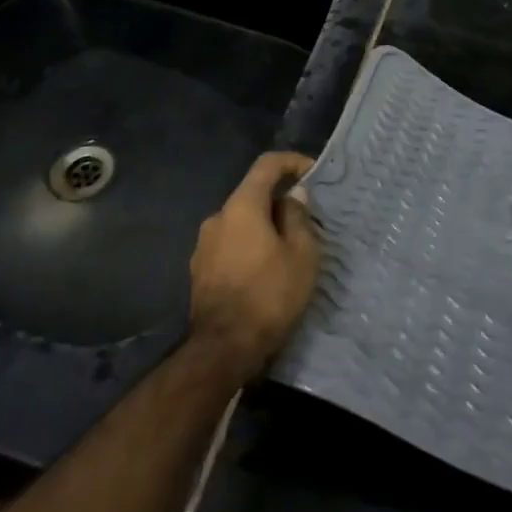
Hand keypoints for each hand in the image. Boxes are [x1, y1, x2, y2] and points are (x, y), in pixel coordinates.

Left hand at [188, 152, 321, 384]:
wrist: (223, 349)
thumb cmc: (269, 295)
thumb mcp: (301, 255)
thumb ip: (298, 218)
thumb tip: (294, 196)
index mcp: (241, 206)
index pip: (266, 165)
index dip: (292, 162)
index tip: (312, 172)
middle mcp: (217, 217)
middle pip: (252, 194)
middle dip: (279, 201)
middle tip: (305, 221)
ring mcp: (203, 244)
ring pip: (240, 222)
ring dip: (263, 227)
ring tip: (287, 250)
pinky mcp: (199, 270)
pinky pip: (230, 245)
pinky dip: (249, 247)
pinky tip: (264, 271)